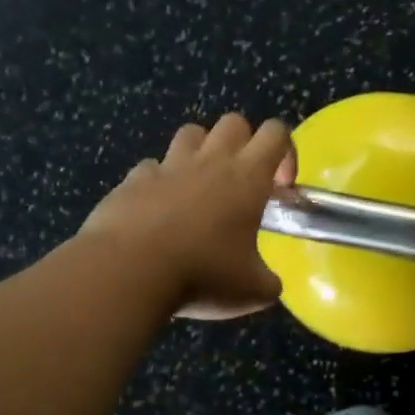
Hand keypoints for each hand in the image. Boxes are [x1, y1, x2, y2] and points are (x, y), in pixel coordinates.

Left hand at [80, 114, 296, 319]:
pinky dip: (159, 182)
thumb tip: (270, 285)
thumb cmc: (202, 274)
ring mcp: (168, 167)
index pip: (276, 133)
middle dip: (243, 144)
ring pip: (191, 133)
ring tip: (200, 187)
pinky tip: (158, 210)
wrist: (128, 272)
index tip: (279, 187)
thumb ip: (268, 282)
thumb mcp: (252, 291)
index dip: (285, 152)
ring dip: (201, 152)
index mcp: (247, 177)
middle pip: (234, 122)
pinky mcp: (133, 180)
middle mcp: (210, 161)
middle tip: (241, 184)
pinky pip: (151, 167)